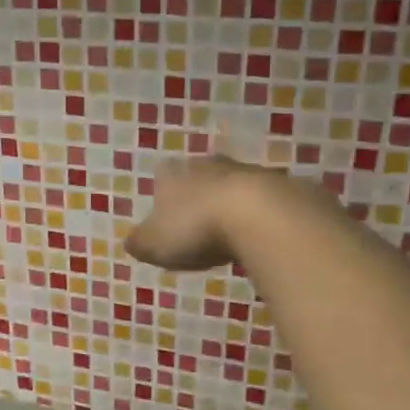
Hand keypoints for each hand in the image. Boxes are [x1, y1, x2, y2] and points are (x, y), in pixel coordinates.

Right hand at [127, 156, 281, 272]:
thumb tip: (130, 242)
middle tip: (200, 222)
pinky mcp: (278, 186)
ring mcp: (246, 172)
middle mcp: (208, 166)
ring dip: (231, 203)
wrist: (258, 215)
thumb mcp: (155, 244)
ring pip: (232, 185)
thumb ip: (141, 242)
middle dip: (199, 195)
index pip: (164, 177)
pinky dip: (258, 214)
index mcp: (174, 176)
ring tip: (231, 230)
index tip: (168, 216)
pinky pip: (263, 200)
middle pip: (200, 176)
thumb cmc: (195, 228)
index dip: (165, 196)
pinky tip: (259, 233)